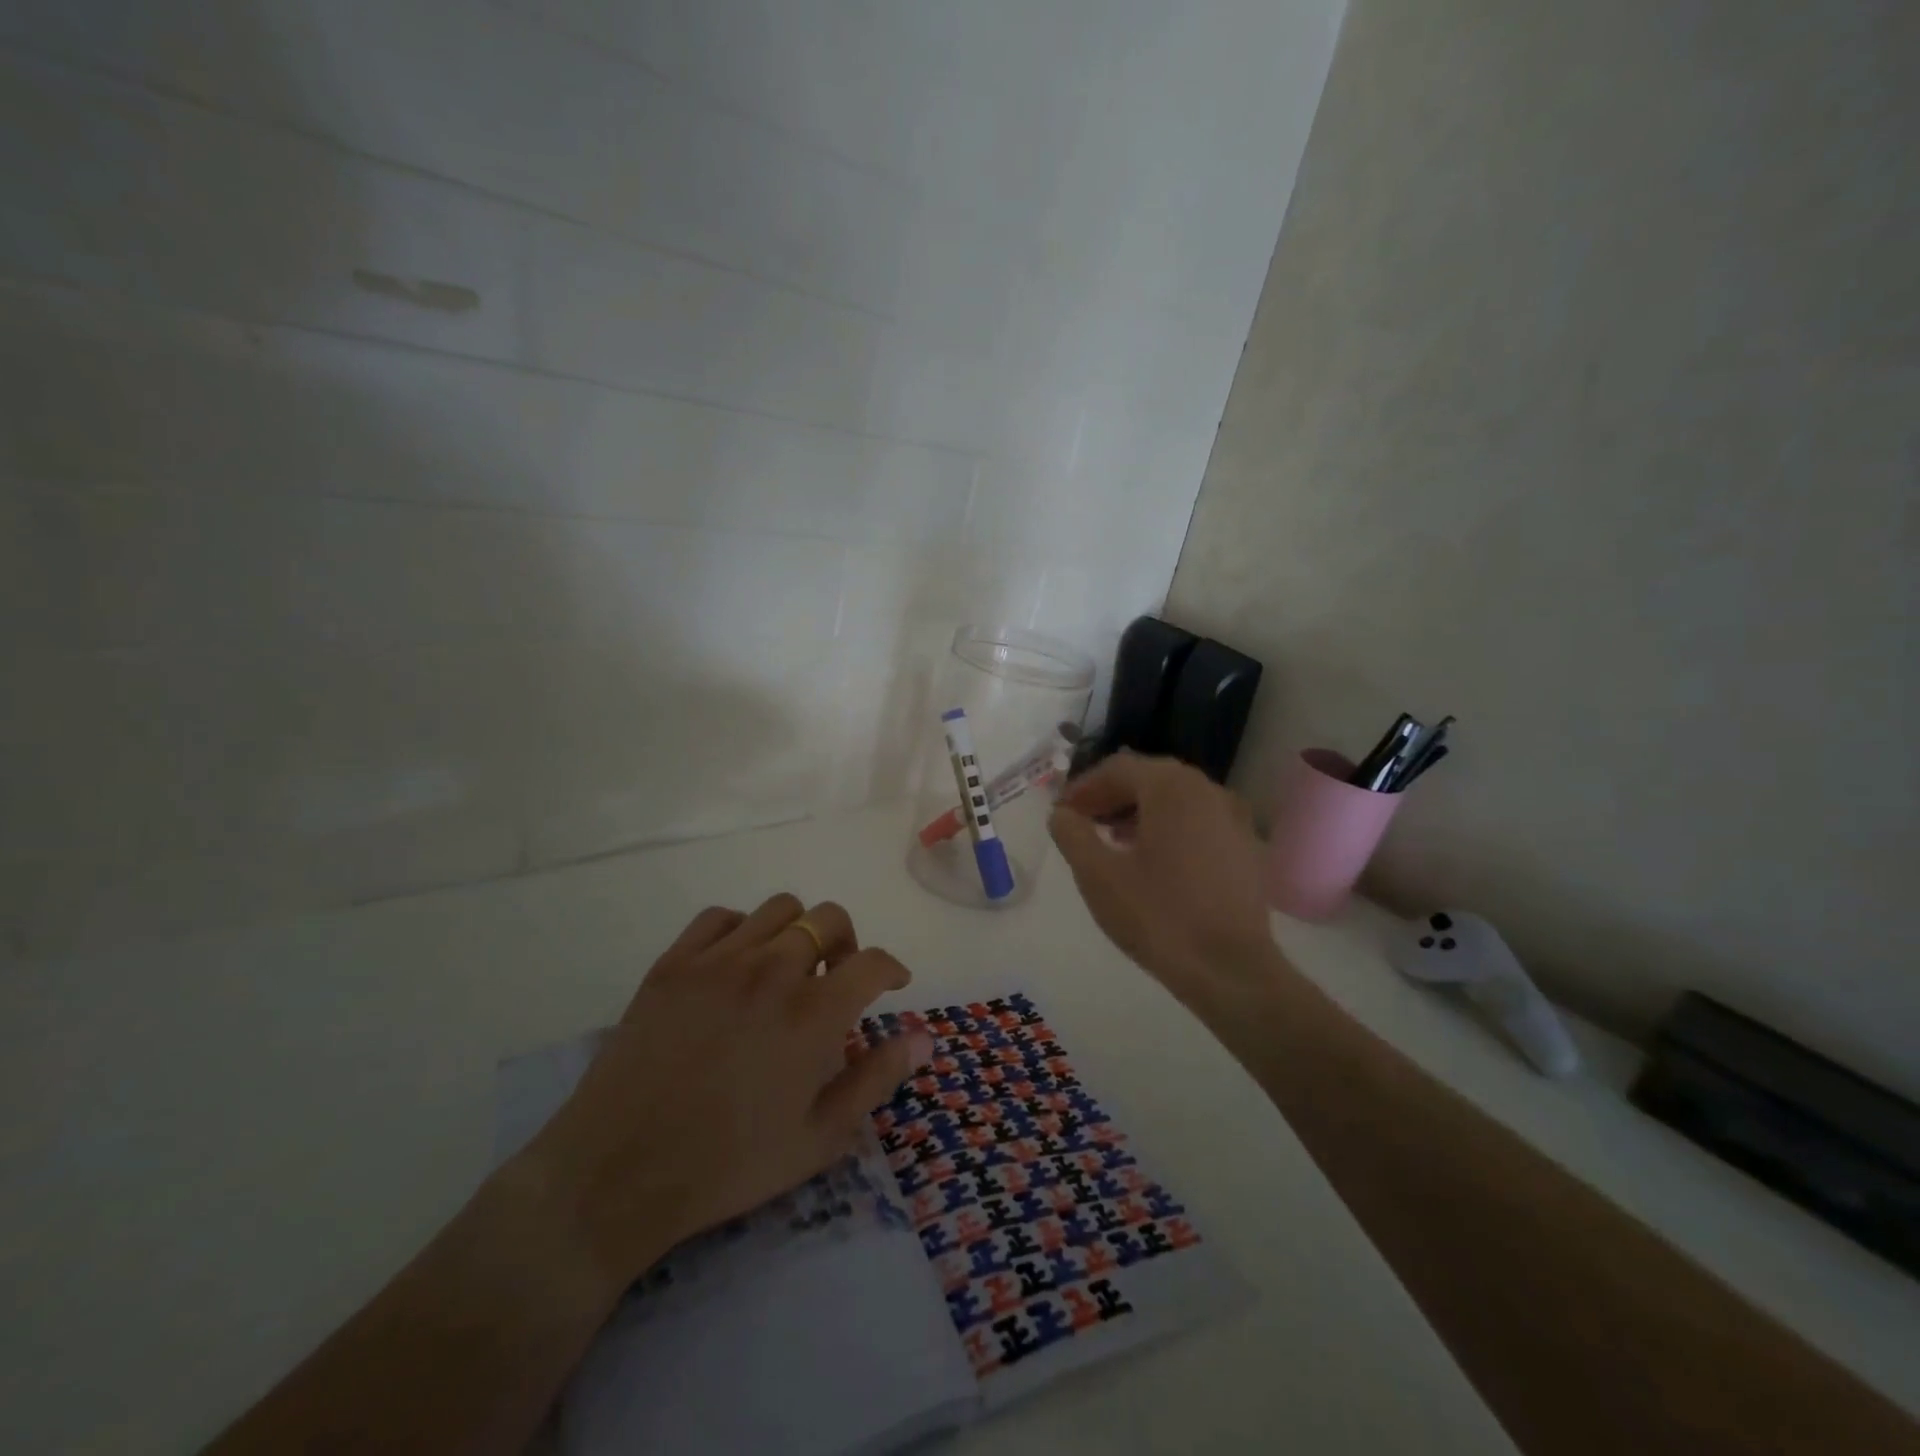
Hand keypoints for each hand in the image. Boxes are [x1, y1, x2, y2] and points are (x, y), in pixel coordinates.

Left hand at [516, 894, 933, 1288]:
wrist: (617, 1173)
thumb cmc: (728, 1165)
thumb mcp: (818, 1138)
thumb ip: (876, 1079)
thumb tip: (924, 1037)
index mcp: (813, 1014)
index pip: (872, 962)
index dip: (891, 968)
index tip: (892, 984)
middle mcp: (771, 971)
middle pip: (829, 919)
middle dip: (847, 942)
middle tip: (837, 978)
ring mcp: (718, 961)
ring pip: (779, 909)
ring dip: (798, 931)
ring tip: (789, 969)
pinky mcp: (674, 963)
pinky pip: (720, 917)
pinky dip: (742, 930)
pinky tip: (737, 964)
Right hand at [1049, 752, 1277, 997]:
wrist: (1230, 969)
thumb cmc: (1158, 916)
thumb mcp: (1097, 875)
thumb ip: (1072, 834)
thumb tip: (1062, 814)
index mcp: (1171, 787)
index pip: (1118, 768)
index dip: (1083, 787)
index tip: (1061, 812)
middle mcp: (1207, 789)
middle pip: (1149, 778)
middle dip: (1111, 796)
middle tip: (1083, 823)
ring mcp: (1233, 817)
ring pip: (1176, 799)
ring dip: (1139, 811)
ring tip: (1112, 842)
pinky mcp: (1247, 846)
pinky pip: (1199, 821)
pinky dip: (1170, 827)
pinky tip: (1154, 860)